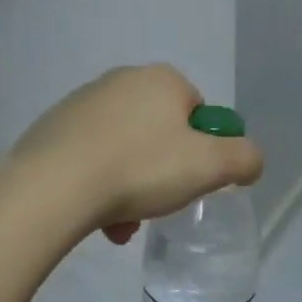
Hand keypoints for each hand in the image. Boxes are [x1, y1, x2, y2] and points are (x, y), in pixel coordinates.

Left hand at [9, 64, 263, 243]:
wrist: (52, 187)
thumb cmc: (140, 169)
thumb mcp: (211, 166)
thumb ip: (245, 158)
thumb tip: (250, 160)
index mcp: (162, 79)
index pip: (198, 113)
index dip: (202, 149)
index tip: (190, 180)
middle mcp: (122, 80)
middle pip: (161, 133)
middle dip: (164, 172)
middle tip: (159, 204)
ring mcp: (82, 102)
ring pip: (125, 149)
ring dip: (132, 185)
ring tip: (122, 222)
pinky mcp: (52, 128)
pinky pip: (91, 158)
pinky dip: (99, 185)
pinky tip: (95, 217)